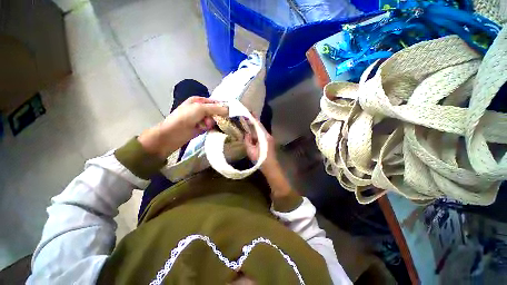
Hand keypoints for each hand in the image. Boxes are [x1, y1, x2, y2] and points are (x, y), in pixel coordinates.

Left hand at [138, 96, 227, 158]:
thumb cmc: (185, 117)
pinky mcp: (202, 127)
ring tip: (205, 126)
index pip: (215, 102)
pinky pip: (211, 126)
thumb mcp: (200, 109)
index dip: (223, 106)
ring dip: (211, 123)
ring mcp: (201, 118)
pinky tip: (207, 129)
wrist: (173, 134)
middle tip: (213, 120)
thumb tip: (230, 109)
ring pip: (214, 119)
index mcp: (199, 100)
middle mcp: (201, 108)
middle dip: (216, 116)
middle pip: (216, 111)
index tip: (230, 112)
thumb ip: (216, 108)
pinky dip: (210, 128)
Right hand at [244, 117, 278, 172]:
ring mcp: (270, 138)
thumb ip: (247, 141)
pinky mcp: (269, 141)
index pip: (258, 125)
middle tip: (248, 116)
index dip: (254, 118)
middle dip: (254, 121)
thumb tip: (246, 134)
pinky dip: (257, 132)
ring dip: (256, 127)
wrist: (270, 166)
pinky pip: (262, 134)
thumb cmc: (260, 159)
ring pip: (261, 130)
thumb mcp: (250, 151)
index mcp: (264, 136)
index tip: (250, 111)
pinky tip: (253, 133)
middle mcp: (268, 135)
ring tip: (249, 123)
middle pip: (260, 126)